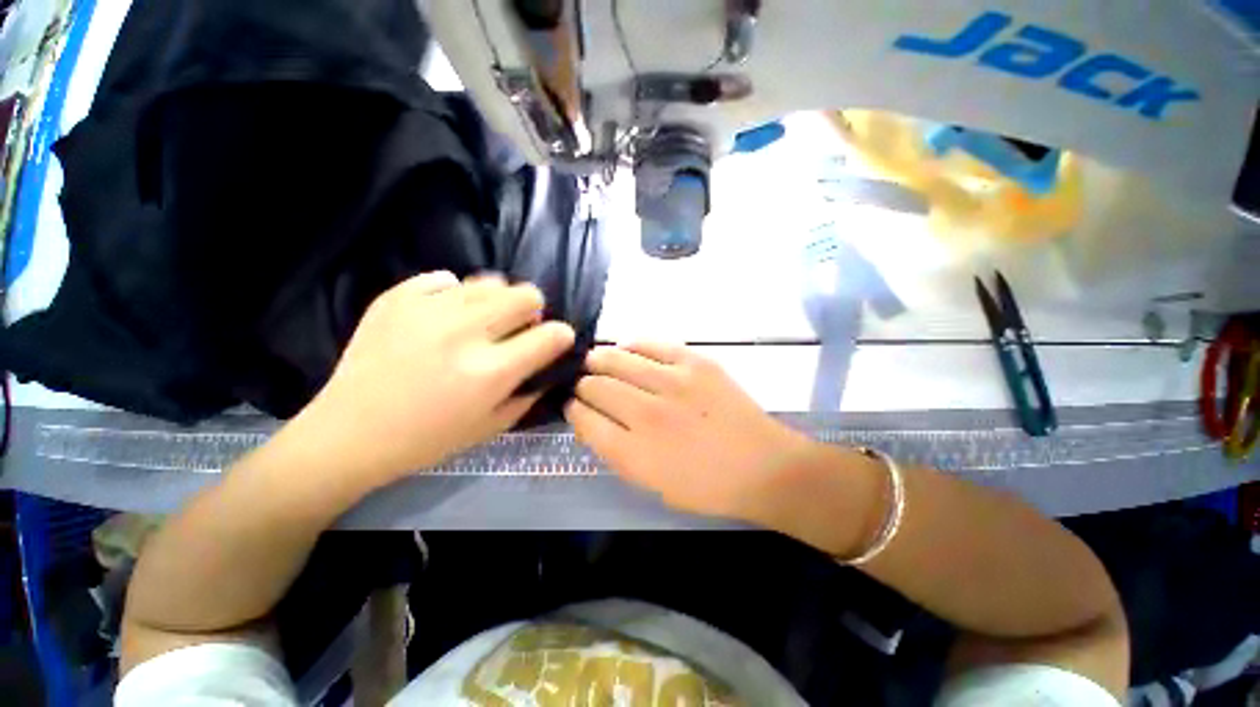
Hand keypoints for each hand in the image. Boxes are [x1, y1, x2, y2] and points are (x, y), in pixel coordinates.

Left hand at [292, 271, 574, 483]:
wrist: (349, 433)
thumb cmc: (428, 439)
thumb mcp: (492, 426)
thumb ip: (530, 391)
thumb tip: (550, 361)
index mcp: (490, 372)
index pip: (550, 335)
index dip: (562, 335)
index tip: (557, 339)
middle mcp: (464, 333)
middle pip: (526, 295)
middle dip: (533, 310)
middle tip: (519, 327)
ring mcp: (428, 310)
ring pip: (490, 281)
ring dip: (498, 301)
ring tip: (482, 320)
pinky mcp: (397, 298)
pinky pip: (445, 278)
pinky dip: (455, 294)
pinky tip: (445, 315)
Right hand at [565, 341, 813, 519]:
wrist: (762, 466)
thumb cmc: (705, 486)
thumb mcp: (651, 484)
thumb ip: (615, 452)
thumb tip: (590, 420)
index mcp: (634, 453)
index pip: (585, 420)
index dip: (572, 409)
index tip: (572, 405)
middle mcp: (648, 414)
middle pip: (596, 386)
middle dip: (582, 384)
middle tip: (583, 383)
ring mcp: (673, 383)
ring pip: (617, 360)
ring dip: (599, 361)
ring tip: (594, 361)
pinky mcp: (695, 362)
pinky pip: (650, 344)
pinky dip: (632, 345)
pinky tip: (626, 350)